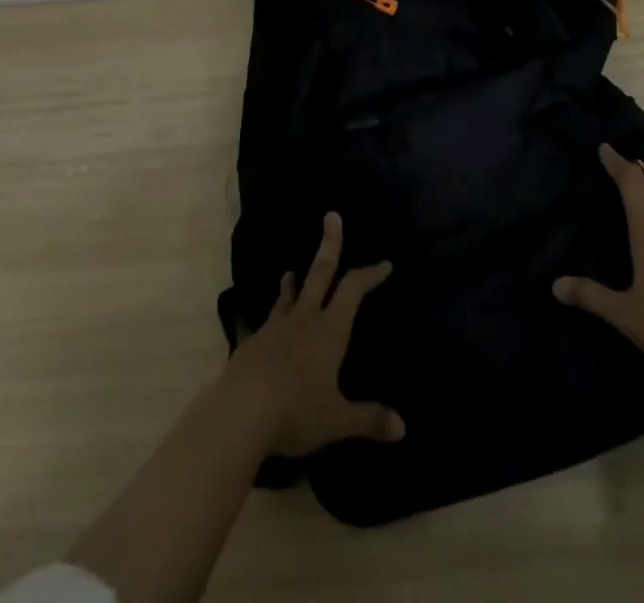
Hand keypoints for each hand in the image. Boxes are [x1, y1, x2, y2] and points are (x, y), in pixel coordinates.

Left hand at [224, 212, 405, 456]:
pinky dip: (269, 320)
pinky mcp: (251, 343)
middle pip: (320, 273)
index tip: (384, 264)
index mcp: (329, 329)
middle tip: (331, 216)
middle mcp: (304, 319)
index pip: (353, 289)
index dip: (370, 274)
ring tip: (290, 272)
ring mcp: (274, 328)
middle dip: (329, 244)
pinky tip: (263, 329)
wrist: (240, 413)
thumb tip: (403, 428)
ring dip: (292, 282)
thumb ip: (368, 419)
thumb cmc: (296, 411)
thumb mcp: (337, 420)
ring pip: (287, 296)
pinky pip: (264, 324)